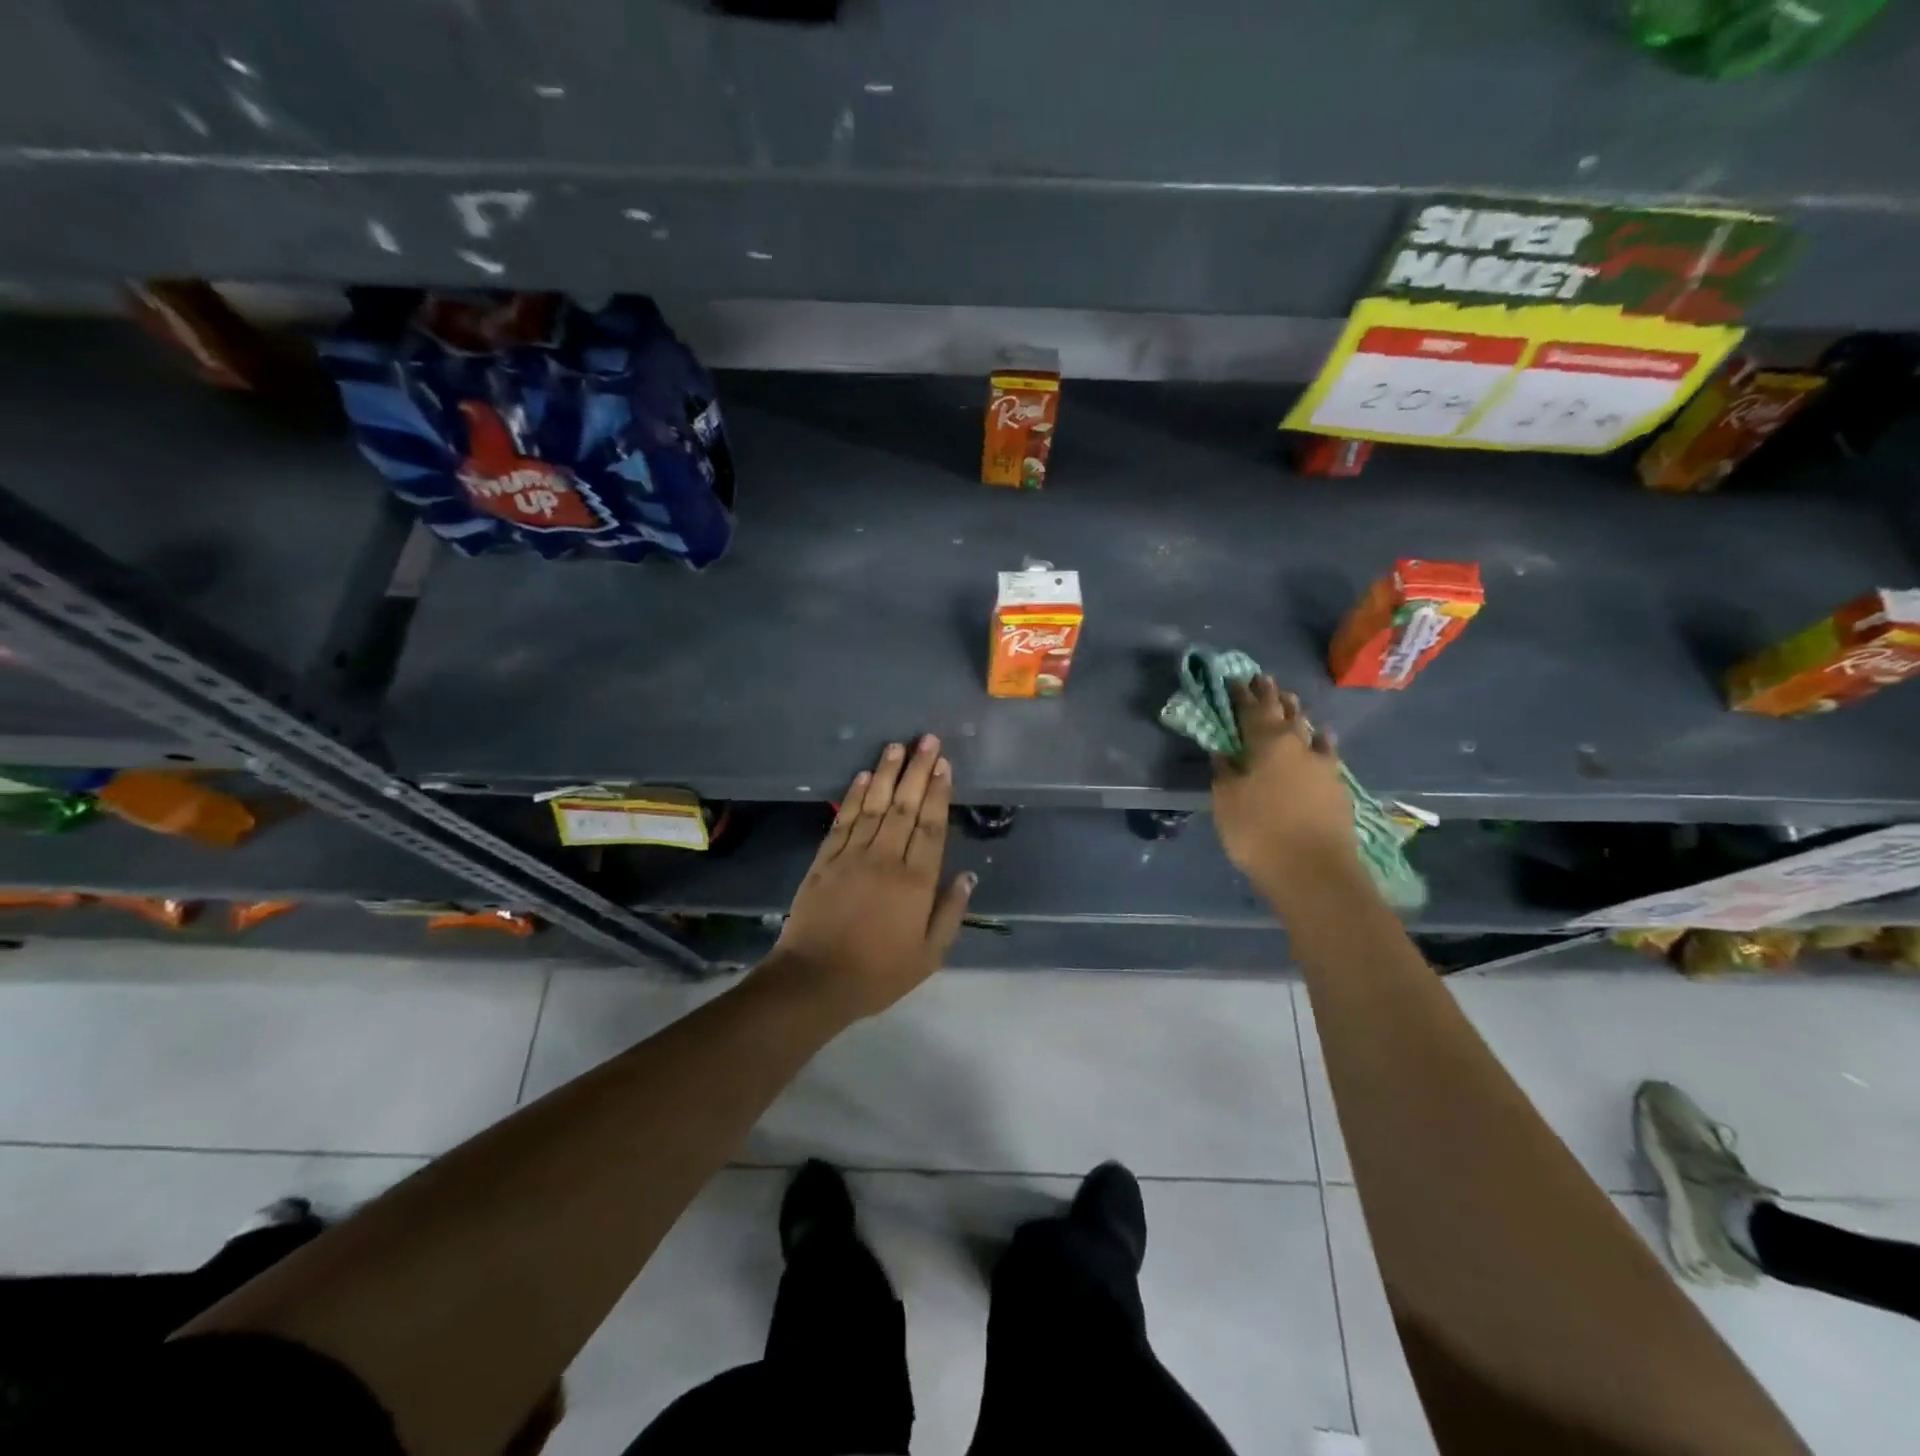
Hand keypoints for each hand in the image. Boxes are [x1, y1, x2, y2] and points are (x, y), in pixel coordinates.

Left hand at [765, 735, 975, 1023]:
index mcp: (916, 881)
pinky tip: (862, 777)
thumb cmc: (878, 973)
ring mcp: (852, 856)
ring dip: (886, 773)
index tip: (943, 764)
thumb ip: (950, 912)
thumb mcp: (929, 955)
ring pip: (874, 805)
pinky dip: (854, 797)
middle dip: (917, 770)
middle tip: (926, 739)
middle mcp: (886, 859)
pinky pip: (843, 820)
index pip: (931, 826)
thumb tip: (968, 875)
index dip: (938, 793)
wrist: (814, 981)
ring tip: (897, 746)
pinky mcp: (824, 860)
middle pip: (904, 806)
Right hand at [1210, 676, 1355, 885]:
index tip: (1234, 678)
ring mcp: (1323, 765)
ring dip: (1297, 713)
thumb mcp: (1227, 801)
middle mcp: (1298, 745)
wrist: (1313, 871)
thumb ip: (1225, 772)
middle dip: (1272, 696)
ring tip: (1291, 700)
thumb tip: (1224, 753)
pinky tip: (1323, 736)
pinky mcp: (1337, 786)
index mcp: (1267, 743)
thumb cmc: (1258, 831)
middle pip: (1284, 713)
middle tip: (1264, 679)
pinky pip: (1327, 751)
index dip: (1241, 694)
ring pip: (1308, 729)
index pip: (1251, 710)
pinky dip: (1321, 740)